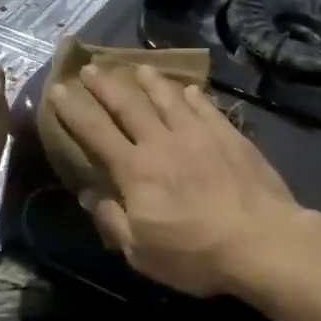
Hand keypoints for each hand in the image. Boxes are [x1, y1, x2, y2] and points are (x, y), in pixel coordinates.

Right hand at [50, 64, 303, 298]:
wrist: (261, 241)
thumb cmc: (195, 253)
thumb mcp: (141, 251)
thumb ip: (112, 219)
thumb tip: (89, 193)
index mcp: (135, 170)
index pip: (95, 132)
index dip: (74, 110)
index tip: (59, 89)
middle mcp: (161, 142)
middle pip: (128, 105)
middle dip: (105, 85)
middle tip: (91, 67)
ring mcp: (198, 134)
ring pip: (167, 98)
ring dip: (149, 81)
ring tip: (138, 67)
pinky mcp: (229, 136)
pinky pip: (205, 108)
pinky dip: (192, 96)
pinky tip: (188, 90)